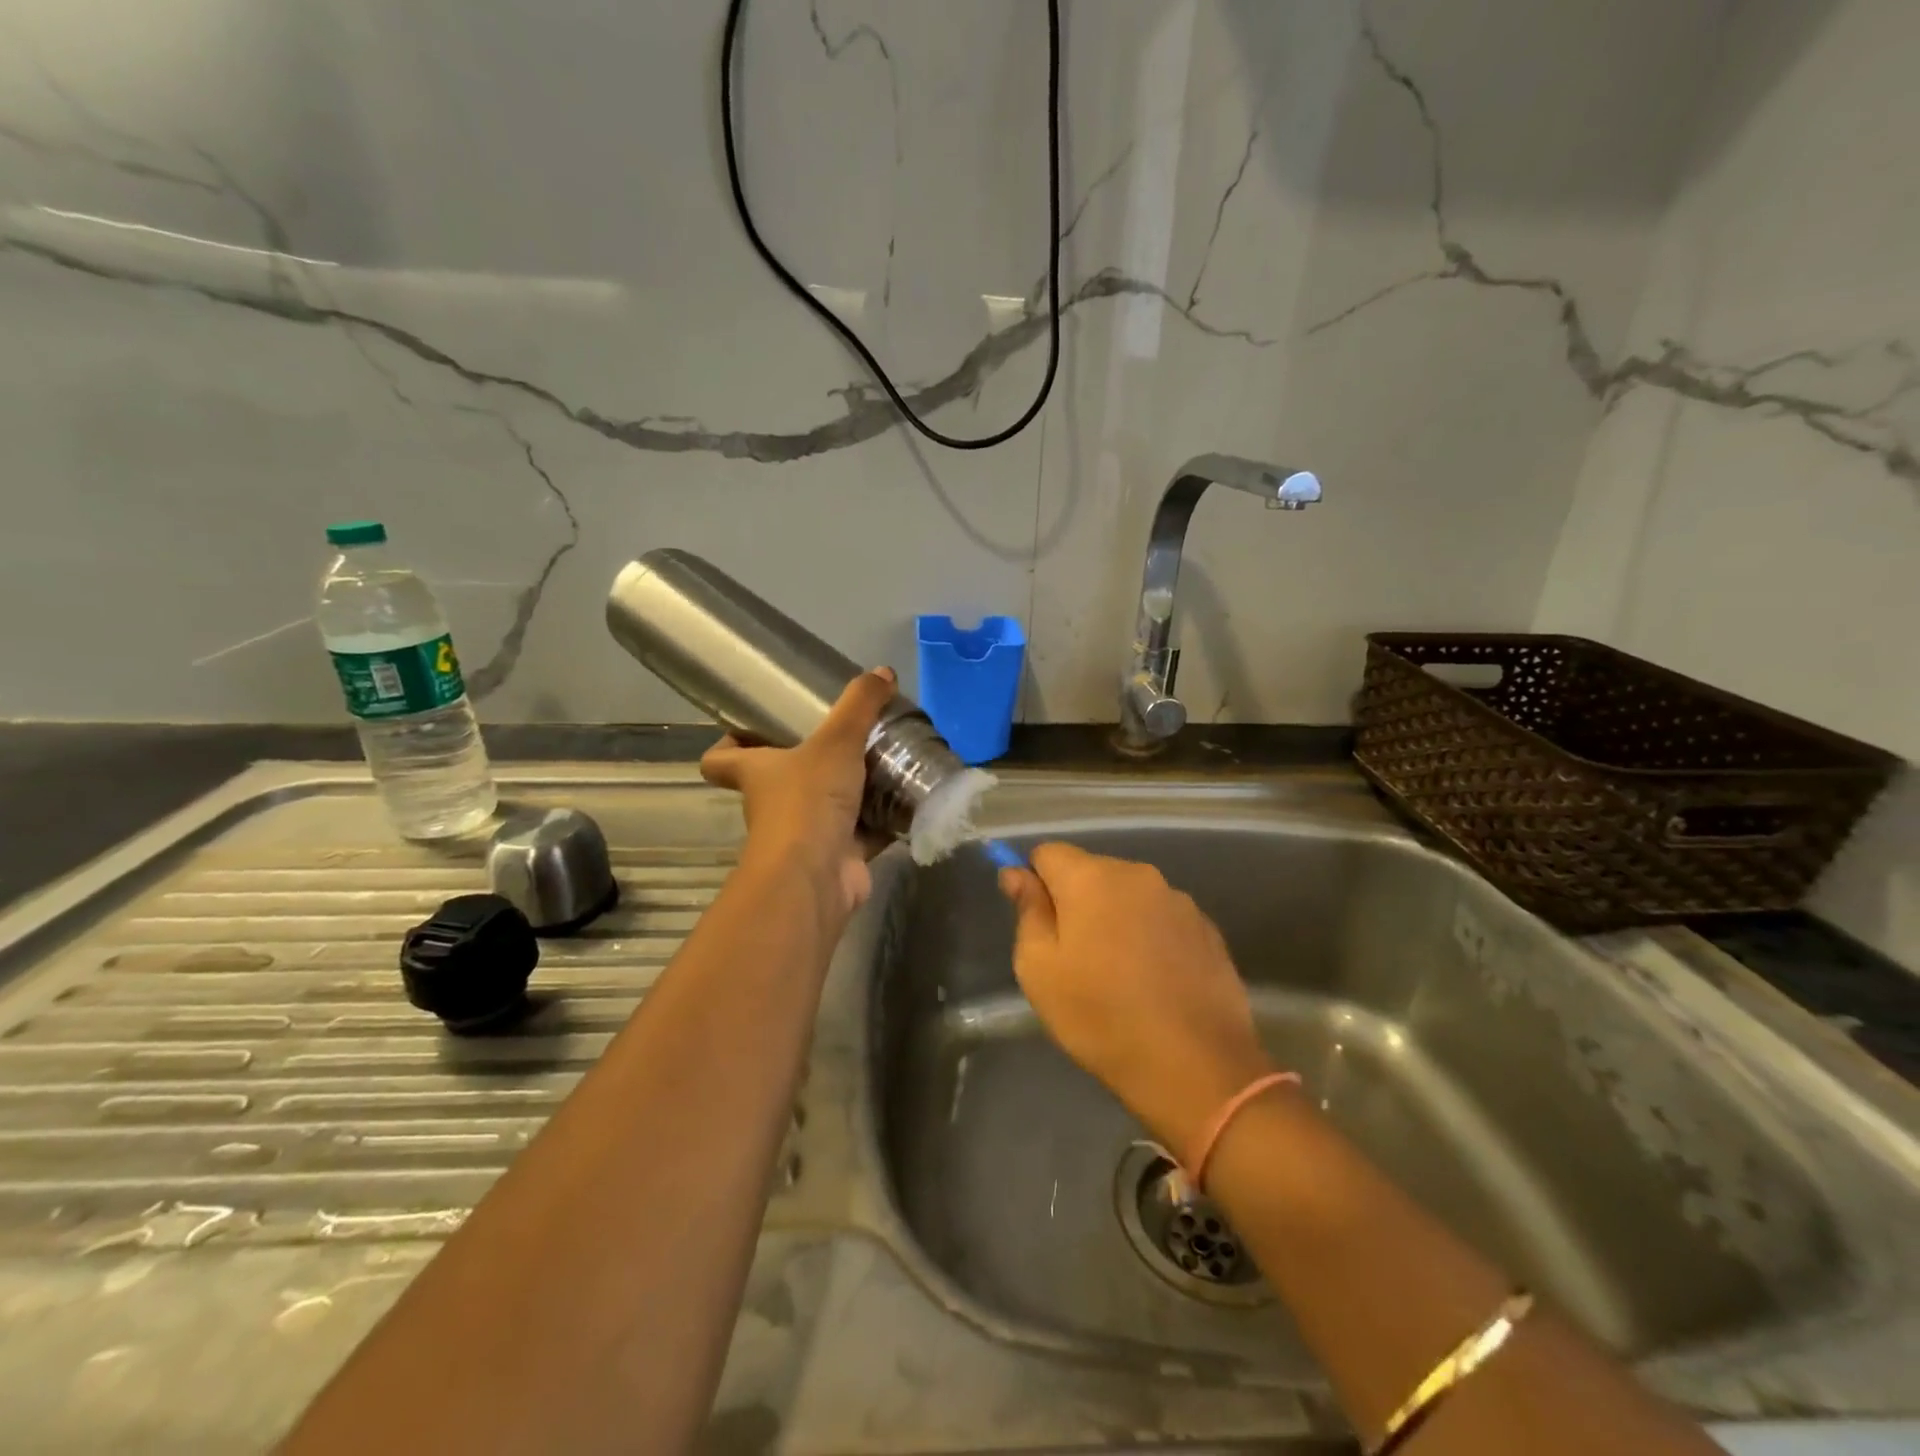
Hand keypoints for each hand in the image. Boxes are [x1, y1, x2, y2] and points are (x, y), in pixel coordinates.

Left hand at [700, 668, 895, 916]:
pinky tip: (907, 799)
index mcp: (757, 772)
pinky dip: (883, 818)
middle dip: (810, 761)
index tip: (752, 726)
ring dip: (852, 789)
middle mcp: (774, 803)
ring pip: (827, 805)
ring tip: (885, 760)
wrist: (816, 876)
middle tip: (845, 736)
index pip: (721, 758)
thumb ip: (859, 705)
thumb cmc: (808, 801)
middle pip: (782, 779)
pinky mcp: (839, 854)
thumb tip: (883, 672)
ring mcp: (806, 833)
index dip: (729, 742)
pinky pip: (863, 831)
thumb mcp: (836, 741)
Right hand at [999, 843, 1274, 1159]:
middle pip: (1091, 871)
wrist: (1195, 1066)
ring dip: (1115, 918)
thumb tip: (1016, 873)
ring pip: (1128, 895)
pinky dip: (1149, 936)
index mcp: (1092, 877)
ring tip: (1118, 973)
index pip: (1048, 853)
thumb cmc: (1100, 1016)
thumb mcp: (1040, 969)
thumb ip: (1028, 911)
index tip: (1038, 924)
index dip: (1035, 882)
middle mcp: (1138, 874)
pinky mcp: (1207, 928)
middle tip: (1074, 957)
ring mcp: (1179, 900)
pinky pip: (1161, 918)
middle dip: (1076, 901)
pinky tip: (1153, 980)